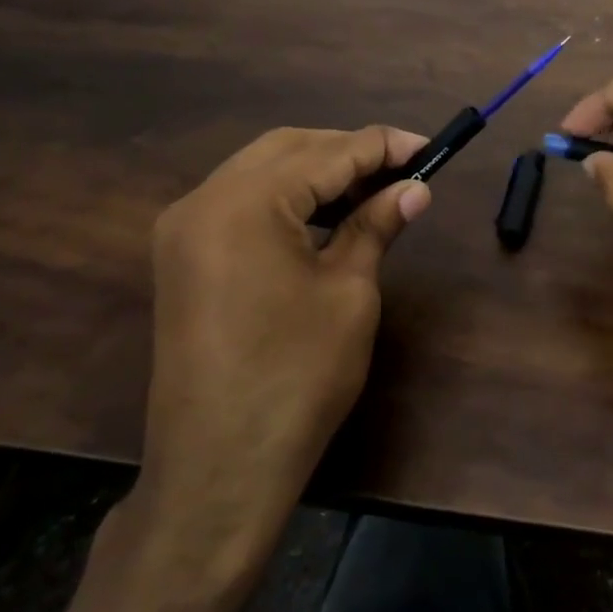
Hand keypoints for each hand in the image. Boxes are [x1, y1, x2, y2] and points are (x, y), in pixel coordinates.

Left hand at [127, 126, 430, 578]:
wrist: (220, 465)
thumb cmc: (297, 377)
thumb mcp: (349, 293)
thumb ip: (376, 226)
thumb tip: (414, 188)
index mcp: (244, 204)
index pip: (327, 154)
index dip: (383, 146)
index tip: (429, 147)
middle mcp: (203, 200)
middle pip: (287, 149)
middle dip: (348, 152)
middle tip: (402, 169)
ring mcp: (184, 229)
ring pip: (260, 171)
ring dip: (317, 172)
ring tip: (372, 189)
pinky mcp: (183, 257)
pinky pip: (240, 203)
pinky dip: (286, 198)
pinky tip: (325, 215)